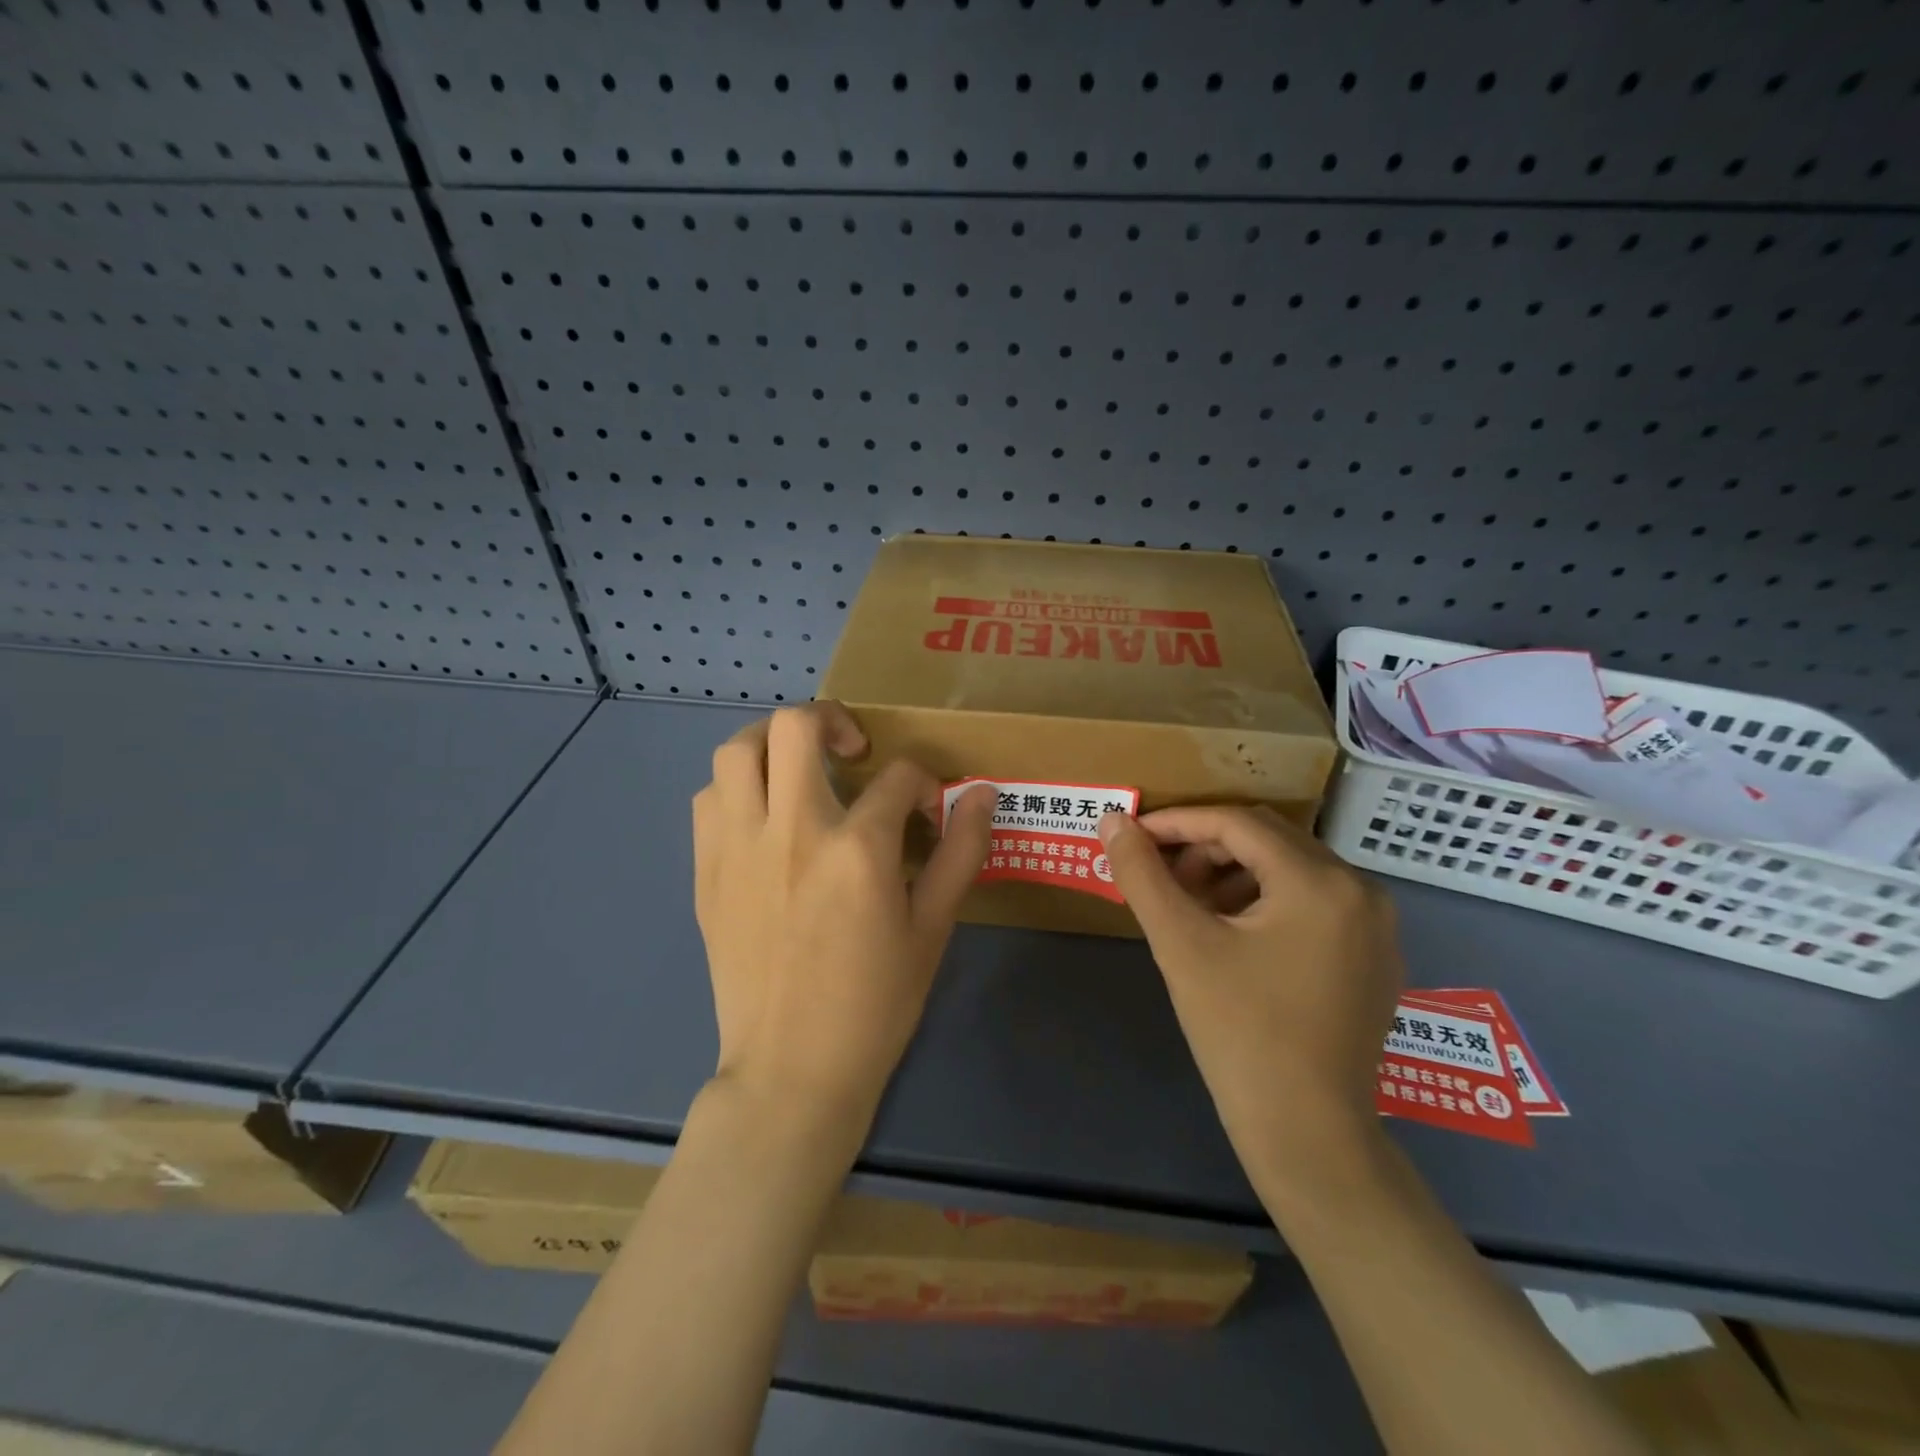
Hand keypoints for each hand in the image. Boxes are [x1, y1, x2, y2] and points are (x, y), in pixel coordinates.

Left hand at [692, 702, 995, 1132]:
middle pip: (796, 726)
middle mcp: (792, 831)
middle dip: (833, 720)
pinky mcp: (706, 871)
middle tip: (852, 752)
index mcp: (857, 848)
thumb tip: (982, 792)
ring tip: (799, 770)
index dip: (923, 782)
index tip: (925, 810)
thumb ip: (961, 852)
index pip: (898, 776)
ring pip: (737, 750)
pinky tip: (764, 818)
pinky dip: (738, 789)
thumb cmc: (875, 1003)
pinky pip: (709, 799)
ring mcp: (739, 848)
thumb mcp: (932, 928)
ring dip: (773, 744)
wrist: (792, 1070)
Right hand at [1098, 806, 1403, 1192]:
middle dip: (1204, 848)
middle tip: (1159, 878)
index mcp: (1321, 882)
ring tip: (1190, 909)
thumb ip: (1142, 875)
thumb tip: (1112, 820)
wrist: (1309, 1137)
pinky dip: (1264, 901)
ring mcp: (1375, 926)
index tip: (1133, 836)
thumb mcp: (1182, 945)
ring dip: (1233, 874)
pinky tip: (1231, 935)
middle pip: (1268, 840)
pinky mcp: (1374, 957)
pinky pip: (1312, 902)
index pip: (1237, 823)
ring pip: (1289, 870)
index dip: (1177, 823)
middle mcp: (1361, 890)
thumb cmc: (1241, 1033)